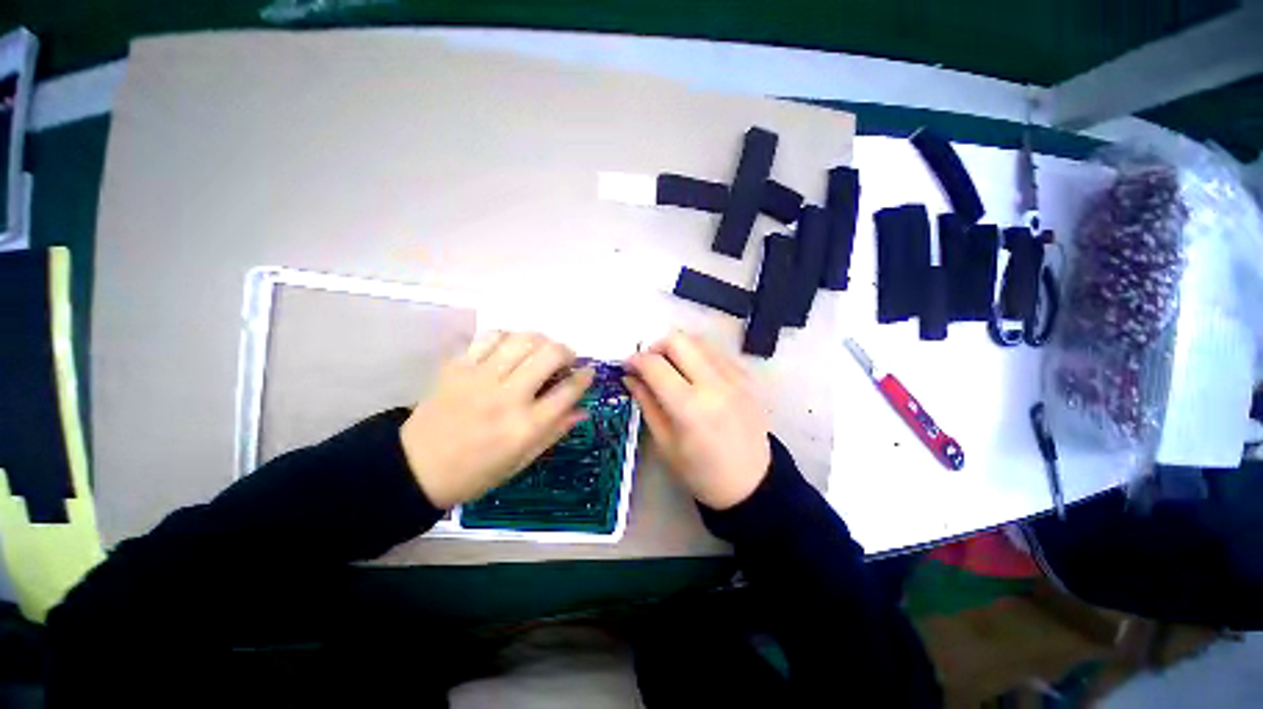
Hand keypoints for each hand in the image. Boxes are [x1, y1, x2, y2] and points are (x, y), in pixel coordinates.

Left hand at [400, 332, 593, 507]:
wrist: (416, 468)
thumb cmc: (476, 472)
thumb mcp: (522, 460)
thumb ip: (555, 431)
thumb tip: (583, 410)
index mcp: (526, 426)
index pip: (567, 391)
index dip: (584, 378)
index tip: (588, 372)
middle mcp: (507, 397)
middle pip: (549, 355)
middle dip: (566, 352)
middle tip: (565, 359)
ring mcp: (480, 378)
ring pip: (523, 339)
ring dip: (540, 341)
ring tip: (540, 351)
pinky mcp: (458, 367)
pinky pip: (490, 337)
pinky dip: (508, 337)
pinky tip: (510, 348)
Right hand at [625, 330, 770, 509]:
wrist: (752, 483)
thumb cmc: (701, 472)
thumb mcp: (665, 443)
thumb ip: (646, 403)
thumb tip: (630, 376)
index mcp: (690, 406)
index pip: (655, 365)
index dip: (635, 360)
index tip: (627, 365)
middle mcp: (714, 383)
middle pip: (678, 339)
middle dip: (656, 346)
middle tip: (649, 365)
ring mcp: (735, 377)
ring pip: (699, 339)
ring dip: (679, 348)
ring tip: (672, 368)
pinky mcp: (747, 377)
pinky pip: (717, 352)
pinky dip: (699, 355)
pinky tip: (695, 374)